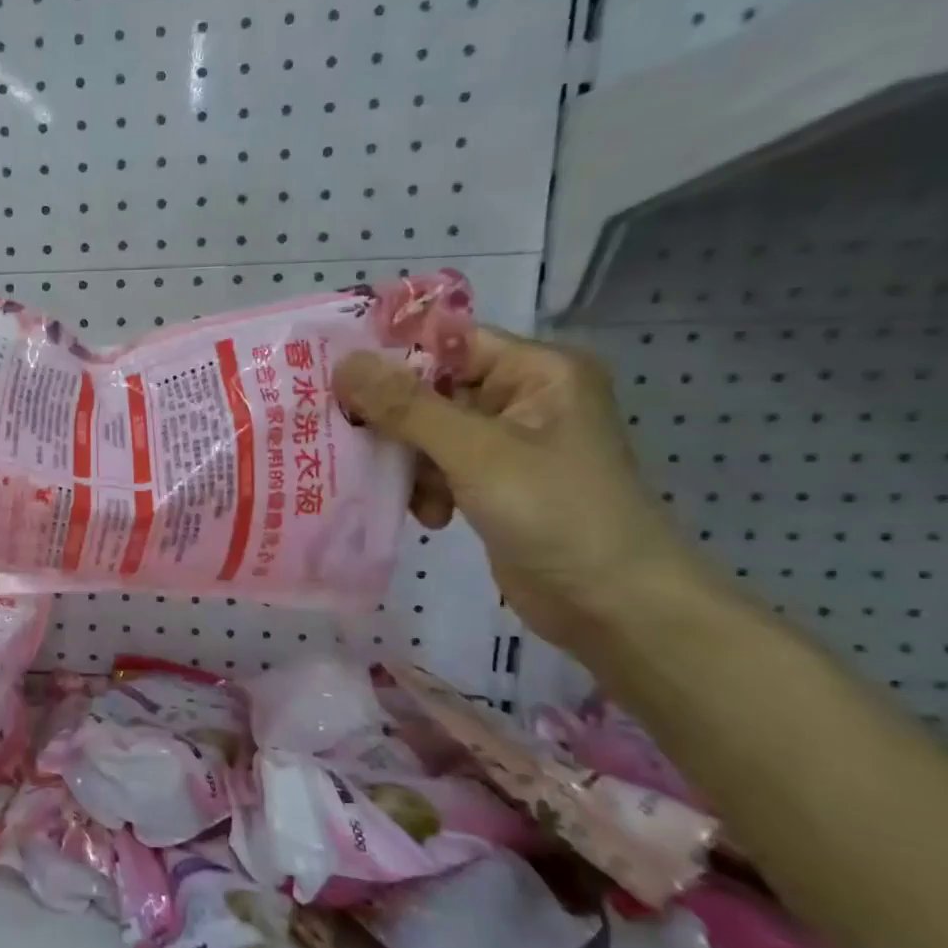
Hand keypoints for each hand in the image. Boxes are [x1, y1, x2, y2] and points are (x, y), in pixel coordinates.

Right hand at [333, 328, 702, 648]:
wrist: (614, 607)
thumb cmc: (555, 512)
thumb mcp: (475, 451)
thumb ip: (406, 406)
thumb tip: (343, 363)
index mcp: (535, 371)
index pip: (447, 341)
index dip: (390, 355)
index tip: (334, 376)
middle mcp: (522, 398)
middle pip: (431, 389)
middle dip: (392, 418)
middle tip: (346, 435)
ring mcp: (507, 445)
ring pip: (427, 432)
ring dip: (407, 461)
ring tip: (403, 490)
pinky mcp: (493, 484)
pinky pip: (438, 468)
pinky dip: (425, 488)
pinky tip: (430, 516)